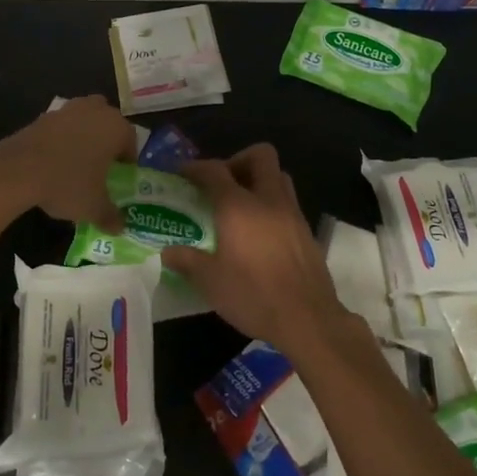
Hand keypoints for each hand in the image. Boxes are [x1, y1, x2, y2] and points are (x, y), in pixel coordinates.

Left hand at [0, 95, 137, 229]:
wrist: (18, 170)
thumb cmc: (68, 184)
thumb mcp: (93, 207)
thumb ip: (110, 216)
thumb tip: (119, 228)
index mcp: (116, 128)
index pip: (131, 140)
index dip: (128, 159)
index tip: (121, 175)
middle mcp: (95, 111)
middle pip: (108, 122)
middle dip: (107, 140)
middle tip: (102, 164)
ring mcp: (67, 110)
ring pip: (84, 119)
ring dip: (84, 135)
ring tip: (78, 161)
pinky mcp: (43, 116)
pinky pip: (61, 126)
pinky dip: (62, 138)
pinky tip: (54, 160)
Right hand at [161, 144, 347, 355]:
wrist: (308, 319)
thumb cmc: (253, 296)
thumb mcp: (211, 282)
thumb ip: (187, 261)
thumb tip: (168, 252)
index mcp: (239, 207)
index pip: (215, 170)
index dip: (195, 167)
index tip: (181, 173)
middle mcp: (268, 200)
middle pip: (259, 156)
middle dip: (237, 160)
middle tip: (220, 184)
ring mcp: (292, 213)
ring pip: (278, 176)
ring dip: (258, 180)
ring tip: (240, 205)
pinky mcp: (306, 231)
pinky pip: (287, 202)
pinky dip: (271, 205)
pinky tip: (259, 233)